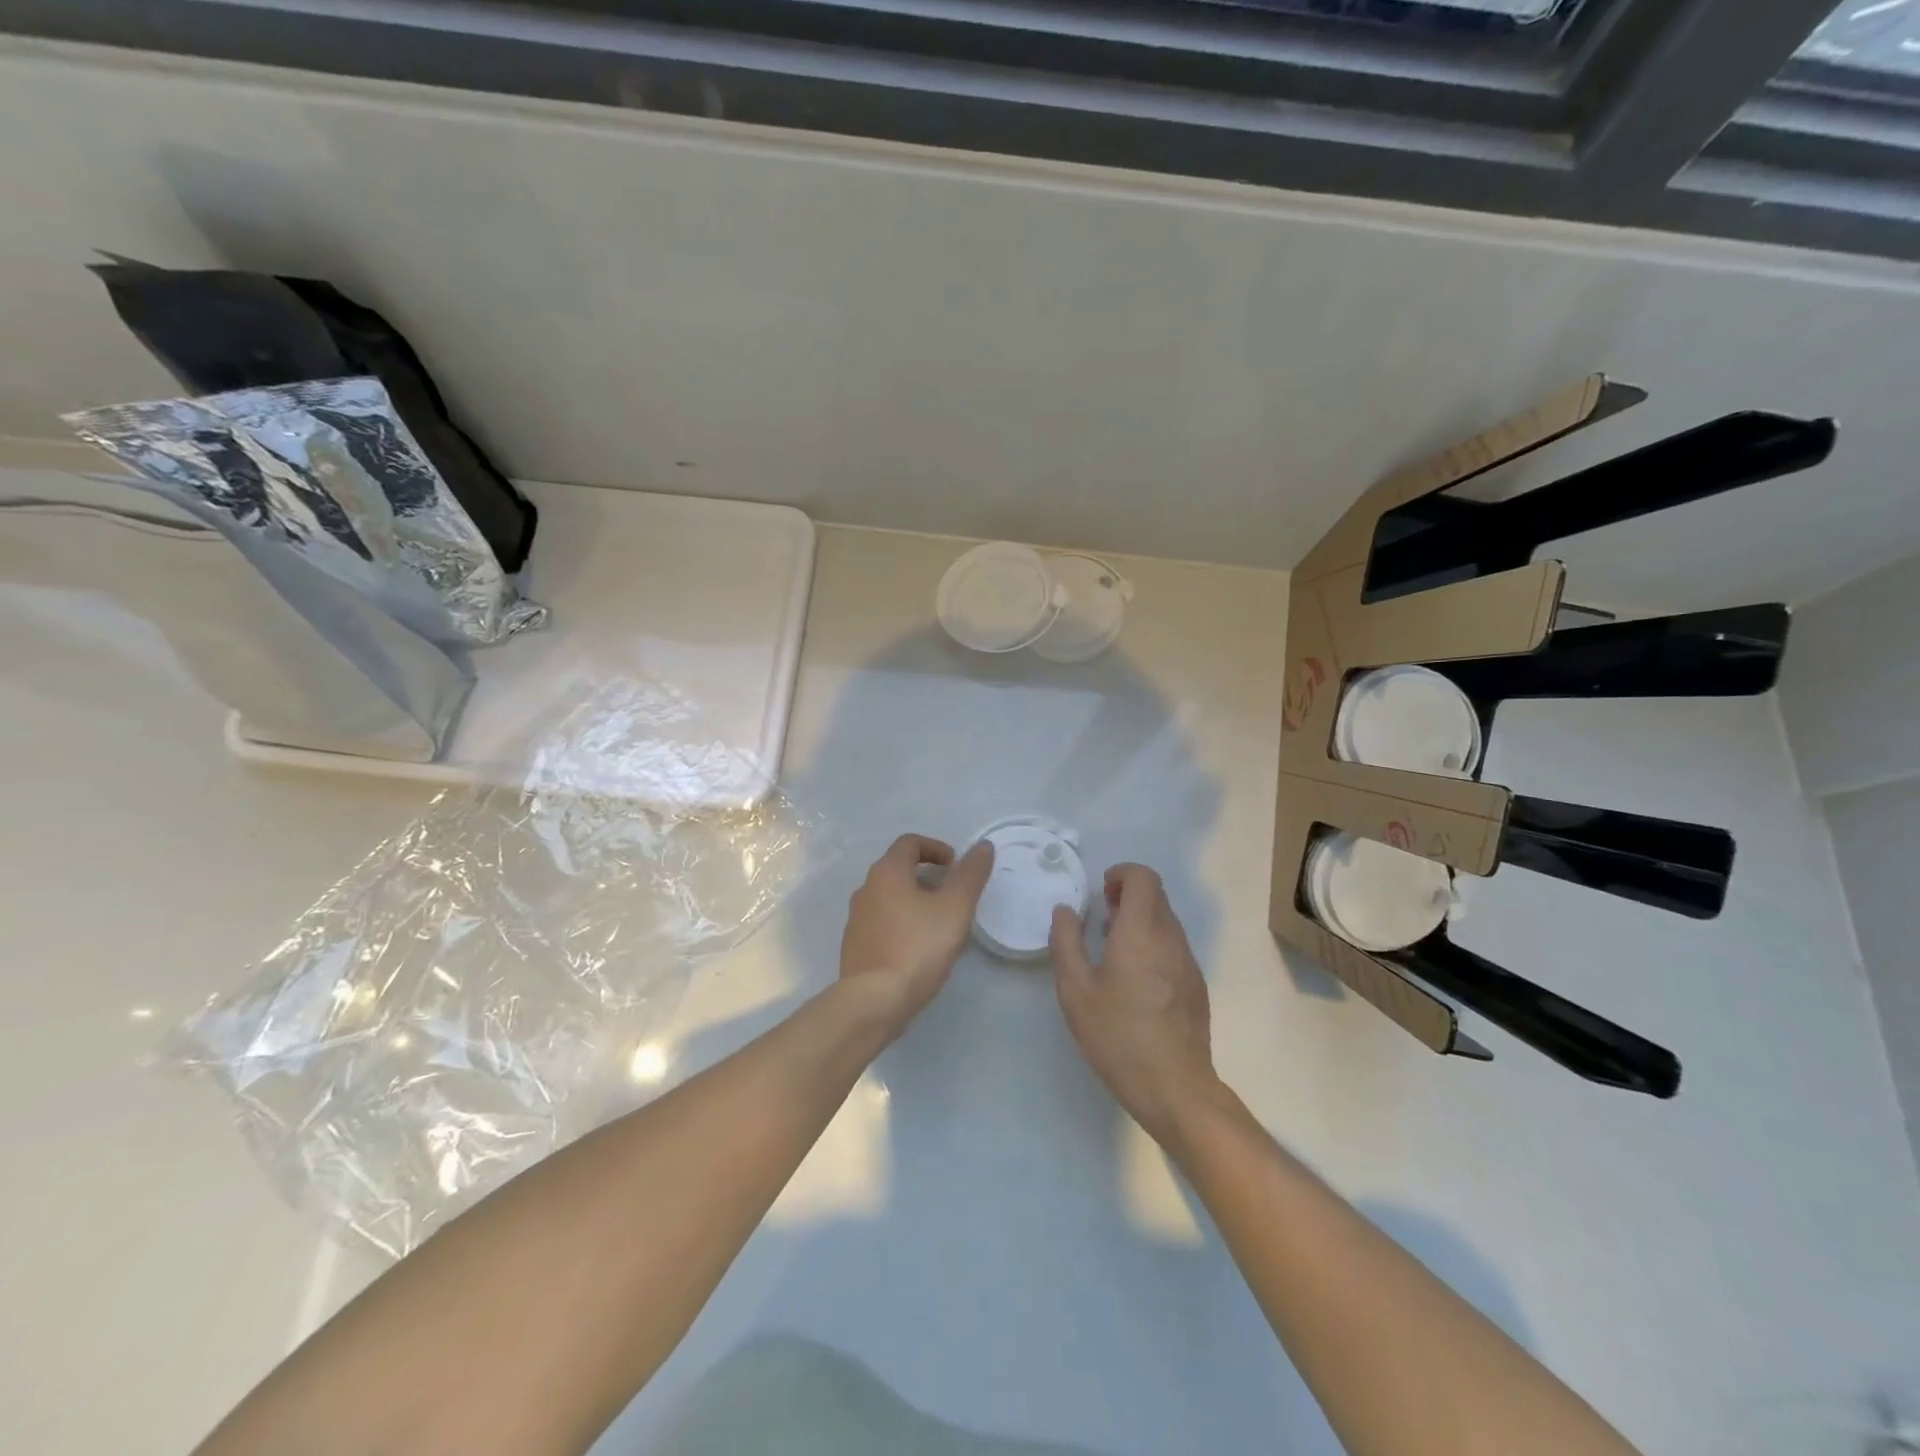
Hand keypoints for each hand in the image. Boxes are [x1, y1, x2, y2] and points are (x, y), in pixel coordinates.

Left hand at [840, 833, 994, 1037]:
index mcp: (887, 872)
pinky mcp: (855, 946)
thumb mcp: (955, 908)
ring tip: (939, 924)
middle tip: (952, 895)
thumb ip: (970, 874)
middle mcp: (866, 889)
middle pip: (898, 869)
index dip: (936, 848)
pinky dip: (901, 923)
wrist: (874, 1001)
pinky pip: (882, 923)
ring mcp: (856, 919)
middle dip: (927, 876)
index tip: (956, 866)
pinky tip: (918, 949)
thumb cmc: (918, 947)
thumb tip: (983, 846)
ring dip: (914, 901)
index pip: (910, 843)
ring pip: (889, 897)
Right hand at [1050, 863, 1220, 1143]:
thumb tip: (1065, 910)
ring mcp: (1188, 962)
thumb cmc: (1118, 1037)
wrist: (1175, 1088)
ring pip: (1167, 921)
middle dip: (1129, 896)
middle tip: (1102, 920)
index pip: (1144, 878)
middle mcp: (1170, 939)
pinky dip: (1154, 943)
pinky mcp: (1196, 985)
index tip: (1102, 891)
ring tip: (1114, 950)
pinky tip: (1135, 979)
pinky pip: (1174, 946)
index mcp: (1141, 933)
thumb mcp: (1076, 991)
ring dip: (1141, 920)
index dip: (1122, 874)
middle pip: (1157, 896)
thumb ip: (1066, 943)